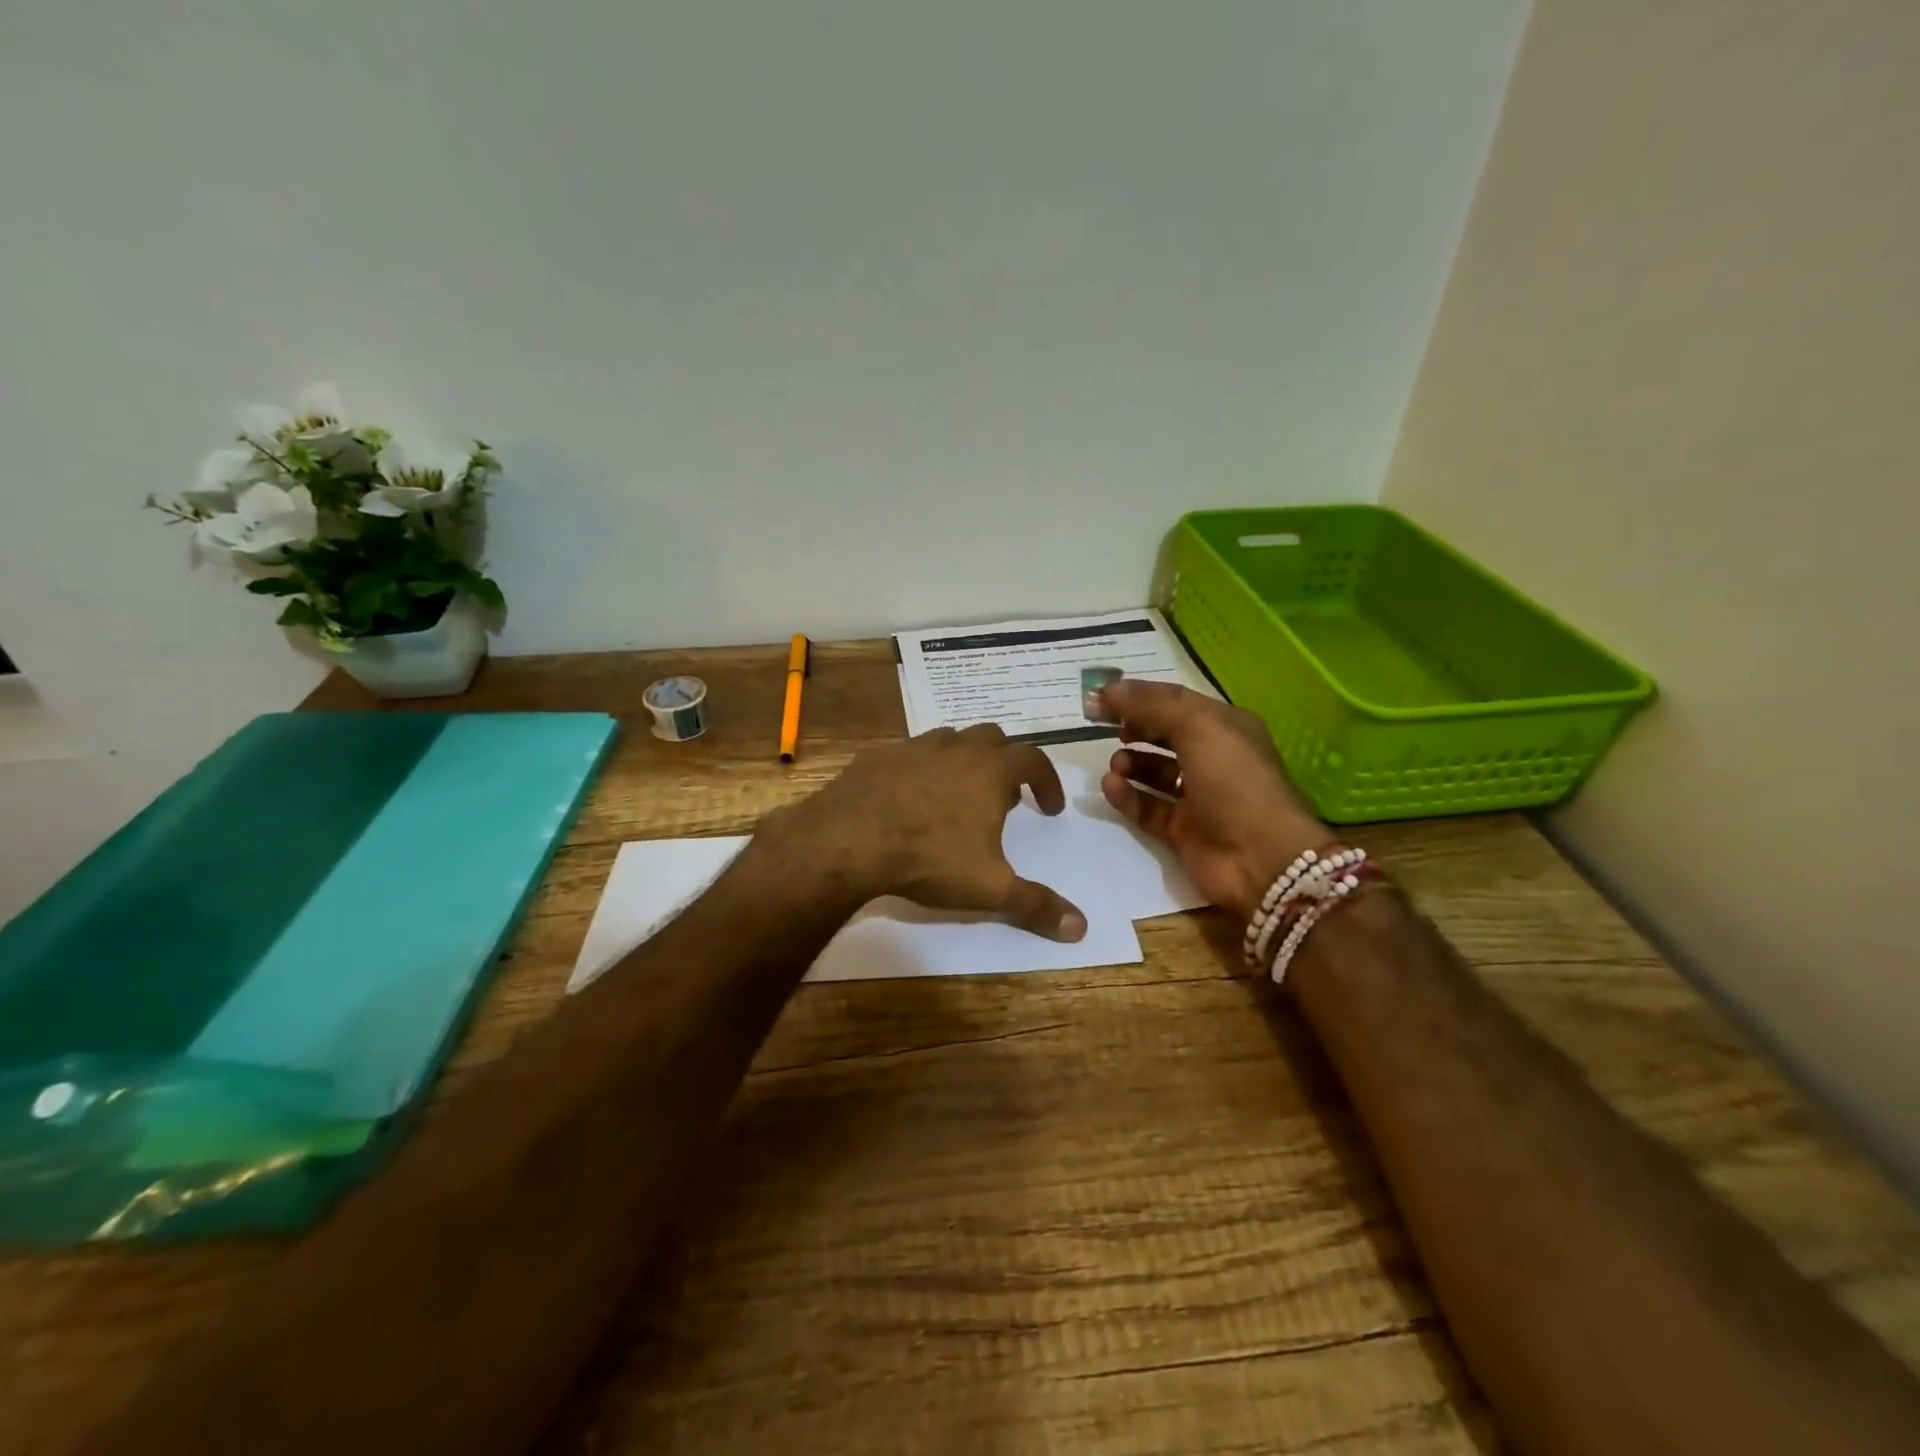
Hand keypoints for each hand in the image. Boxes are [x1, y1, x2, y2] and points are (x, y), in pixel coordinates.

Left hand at [766, 724, 1088, 941]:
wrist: (848, 840)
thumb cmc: (929, 858)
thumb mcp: (989, 888)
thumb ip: (1036, 905)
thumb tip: (1082, 929)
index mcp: (991, 770)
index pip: (1034, 760)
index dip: (1048, 782)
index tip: (1049, 809)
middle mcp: (956, 748)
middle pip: (993, 739)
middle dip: (1006, 764)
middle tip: (1004, 799)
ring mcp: (914, 747)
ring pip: (951, 740)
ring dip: (964, 761)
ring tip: (959, 796)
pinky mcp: (878, 756)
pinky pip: (910, 754)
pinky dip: (922, 769)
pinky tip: (910, 798)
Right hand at [1098, 680, 1327, 922]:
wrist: (1261, 858)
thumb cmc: (1234, 781)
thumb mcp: (1197, 728)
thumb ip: (1151, 706)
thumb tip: (1107, 690)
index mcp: (1225, 727)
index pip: (1175, 702)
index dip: (1139, 696)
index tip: (1101, 697)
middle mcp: (1213, 758)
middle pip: (1164, 734)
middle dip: (1135, 727)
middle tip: (1102, 726)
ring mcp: (1198, 797)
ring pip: (1155, 772)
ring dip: (1131, 763)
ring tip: (1115, 763)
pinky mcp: (1182, 831)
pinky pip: (1147, 807)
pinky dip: (1127, 796)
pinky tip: (1110, 786)